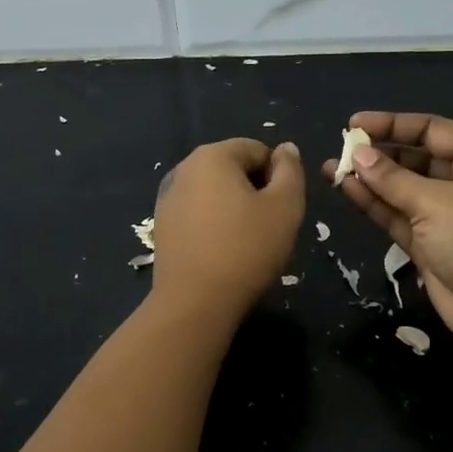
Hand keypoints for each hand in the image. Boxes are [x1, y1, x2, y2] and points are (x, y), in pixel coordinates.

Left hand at [152, 139, 304, 318]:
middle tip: (268, 226)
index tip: (281, 209)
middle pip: (233, 168)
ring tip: (245, 242)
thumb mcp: (285, 207)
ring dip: (234, 208)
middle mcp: (184, 168)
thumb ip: (290, 171)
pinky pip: (197, 213)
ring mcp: (167, 197)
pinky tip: (222, 252)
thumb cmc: (247, 248)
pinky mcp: (162, 225)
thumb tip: (286, 149)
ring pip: (214, 192)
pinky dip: (213, 224)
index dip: (277, 176)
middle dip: (255, 190)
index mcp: (213, 155)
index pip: (257, 150)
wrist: (195, 302)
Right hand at [324, 113, 452, 348]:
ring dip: (370, 180)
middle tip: (342, 149)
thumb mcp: (434, 200)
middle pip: (416, 159)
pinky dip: (374, 204)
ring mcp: (447, 217)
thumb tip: (358, 155)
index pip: (433, 131)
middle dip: (379, 154)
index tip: (355, 125)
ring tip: (331, 168)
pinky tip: (345, 190)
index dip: (393, 125)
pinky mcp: (430, 245)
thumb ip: (391, 177)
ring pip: (402, 190)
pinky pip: (398, 216)